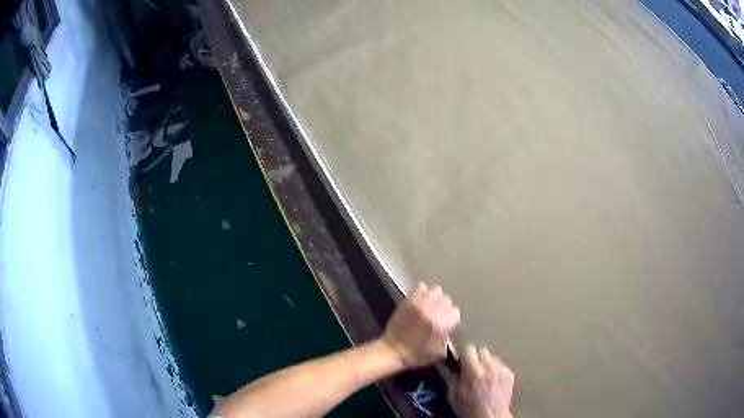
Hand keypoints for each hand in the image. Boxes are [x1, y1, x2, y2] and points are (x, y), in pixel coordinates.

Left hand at [381, 282, 460, 367]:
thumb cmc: (416, 355)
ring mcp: (420, 303)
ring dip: (435, 297)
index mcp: (441, 324)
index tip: (447, 324)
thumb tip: (450, 330)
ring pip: (436, 290)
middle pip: (447, 300)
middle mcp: (433, 310)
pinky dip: (423, 291)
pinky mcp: (409, 300)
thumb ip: (448, 338)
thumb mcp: (439, 353)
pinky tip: (421, 300)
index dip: (452, 319)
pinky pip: (421, 287)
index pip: (456, 312)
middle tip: (439, 314)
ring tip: (431, 305)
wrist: (392, 350)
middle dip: (444, 307)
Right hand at [449, 345, 514, 417]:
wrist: (490, 417)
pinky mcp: (510, 374)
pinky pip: (501, 365)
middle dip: (475, 356)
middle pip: (482, 350)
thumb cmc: (469, 409)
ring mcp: (501, 369)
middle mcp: (489, 367)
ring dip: (486, 363)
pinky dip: (496, 370)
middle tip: (471, 367)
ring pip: (492, 357)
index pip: (468, 348)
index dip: (463, 353)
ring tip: (483, 375)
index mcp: (473, 371)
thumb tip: (450, 366)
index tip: (460, 359)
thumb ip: (451, 377)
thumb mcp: (453, 395)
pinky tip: (492, 381)